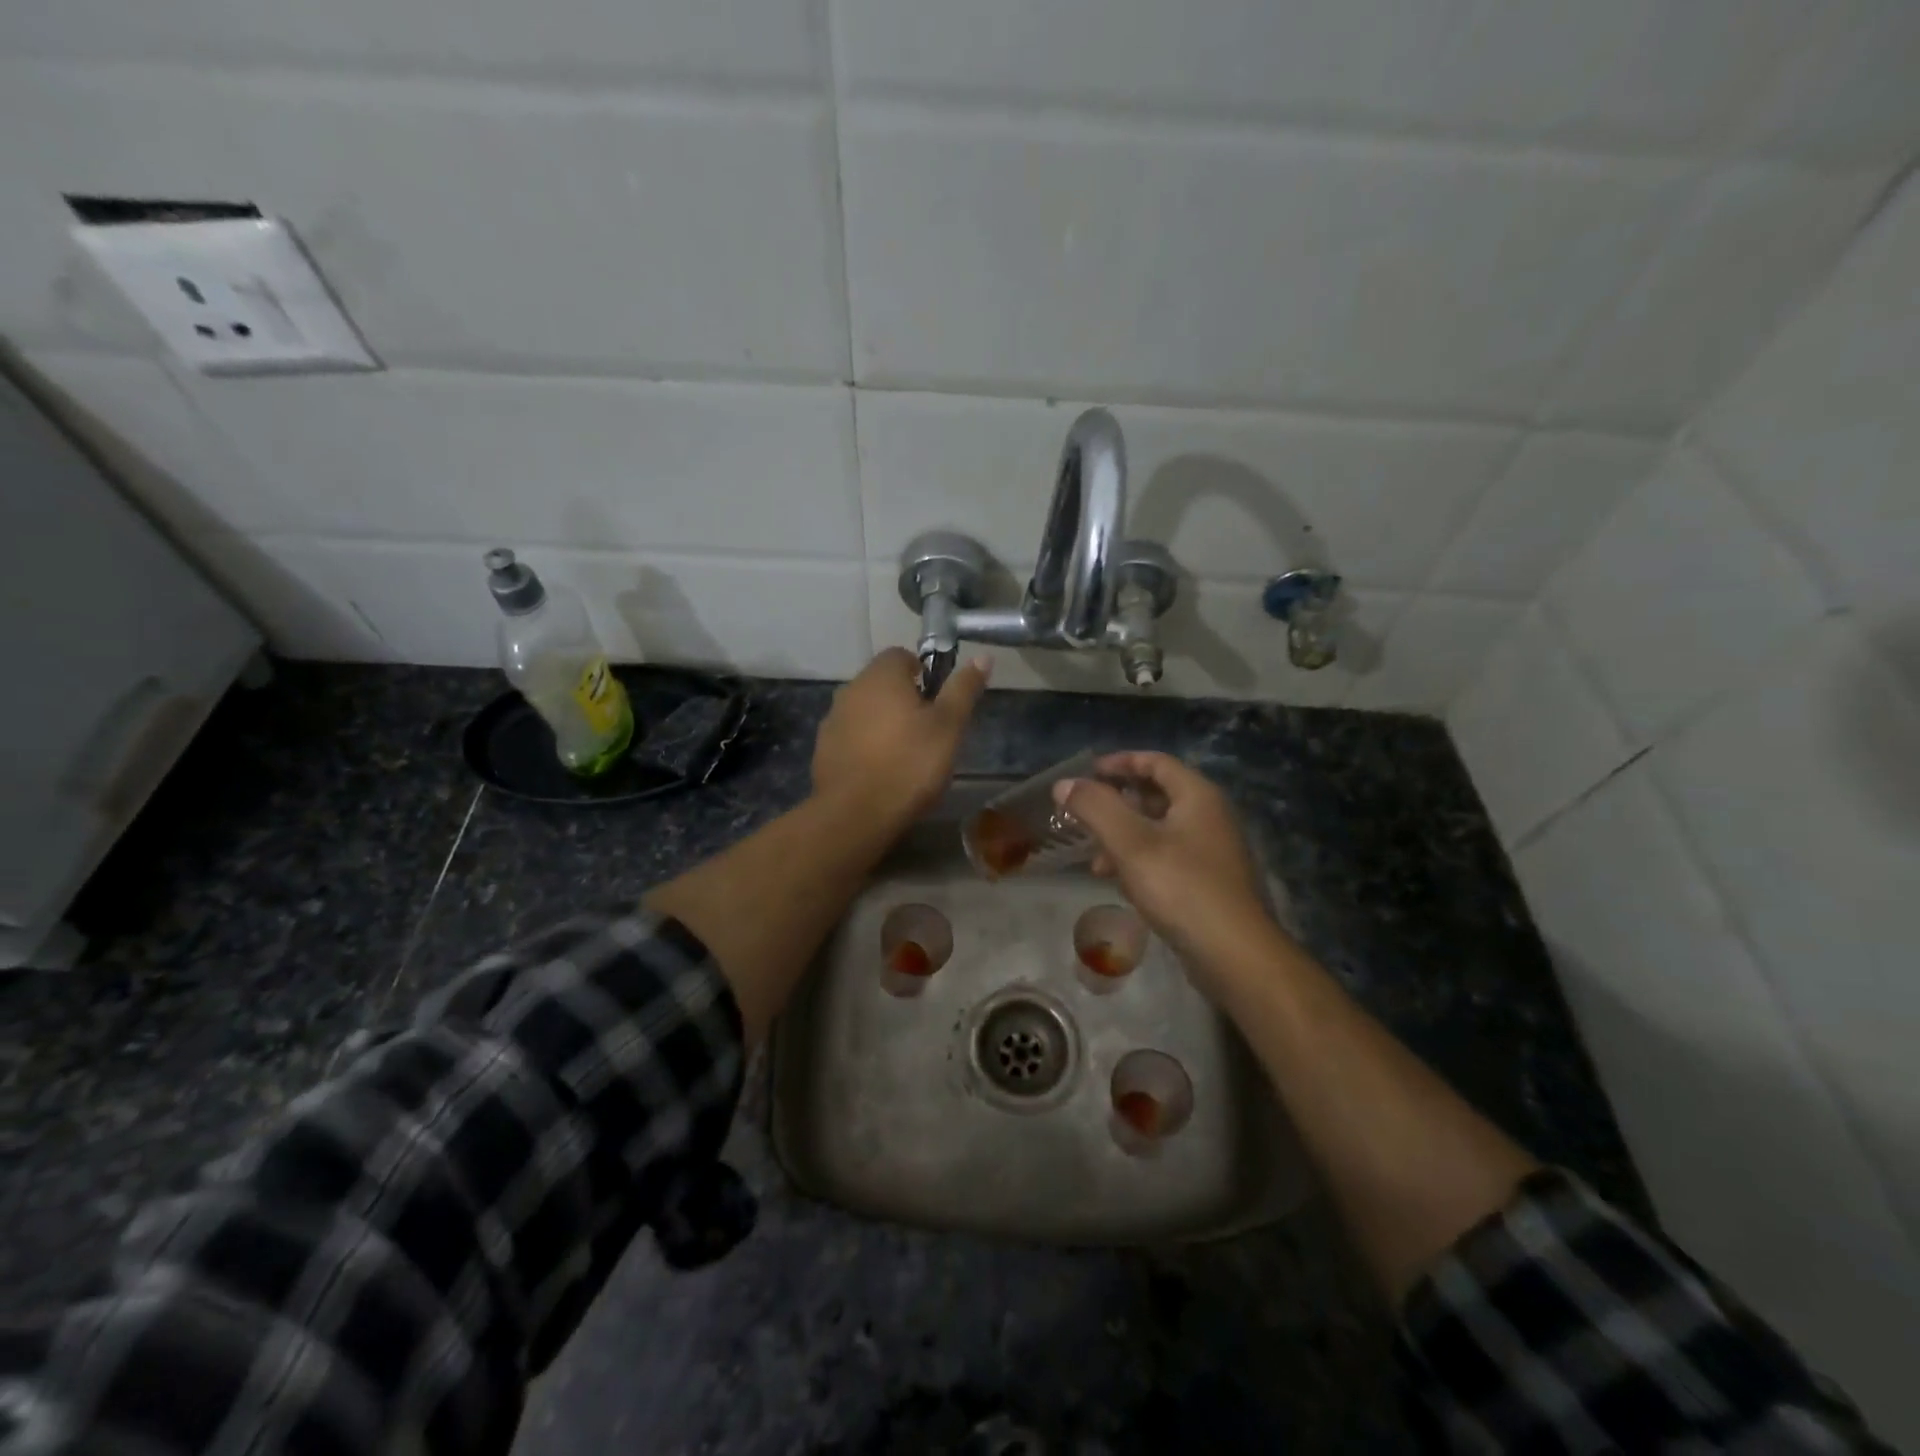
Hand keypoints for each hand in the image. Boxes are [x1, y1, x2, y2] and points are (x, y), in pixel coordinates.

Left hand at [812, 648, 990, 824]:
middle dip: (904, 700)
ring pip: (865, 710)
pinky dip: (865, 745)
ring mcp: (832, 719)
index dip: (924, 674)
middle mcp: (851, 689)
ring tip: (906, 755)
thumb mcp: (949, 726)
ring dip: (883, 722)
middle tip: (928, 731)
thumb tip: (983, 657)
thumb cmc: (910, 763)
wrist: (856, 813)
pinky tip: (881, 771)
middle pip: (882, 683)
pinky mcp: (823, 749)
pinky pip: (851, 736)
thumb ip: (963, 689)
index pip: (902, 655)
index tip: (938, 703)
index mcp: (881, 676)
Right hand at [1055, 752, 1275, 970]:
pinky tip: (1119, 883)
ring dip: (1124, 837)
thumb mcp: (1130, 843)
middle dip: (1117, 803)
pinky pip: (1167, 858)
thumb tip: (1064, 784)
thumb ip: (1095, 808)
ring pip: (1159, 830)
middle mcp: (1209, 817)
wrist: (1234, 954)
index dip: (1120, 762)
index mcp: (1197, 796)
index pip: (1156, 762)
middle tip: (1084, 814)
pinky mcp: (1207, 882)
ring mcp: (1211, 851)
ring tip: (1094, 858)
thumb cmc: (1181, 887)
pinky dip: (1139, 861)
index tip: (1087, 772)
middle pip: (1157, 795)